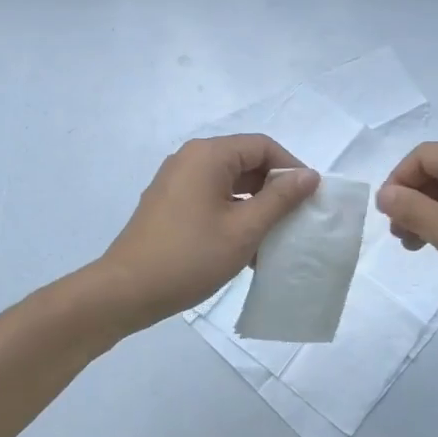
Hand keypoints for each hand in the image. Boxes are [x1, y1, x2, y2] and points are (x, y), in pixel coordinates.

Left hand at [95, 134, 320, 328]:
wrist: (126, 290)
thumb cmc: (190, 257)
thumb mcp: (244, 229)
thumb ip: (280, 199)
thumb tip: (309, 175)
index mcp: (208, 155)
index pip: (262, 146)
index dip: (291, 168)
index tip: (310, 199)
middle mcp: (190, 159)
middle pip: (245, 161)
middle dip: (274, 189)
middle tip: (297, 220)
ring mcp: (176, 181)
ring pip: (229, 183)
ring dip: (255, 206)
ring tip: (275, 238)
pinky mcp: (169, 204)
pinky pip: (211, 198)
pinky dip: (233, 215)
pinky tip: (247, 247)